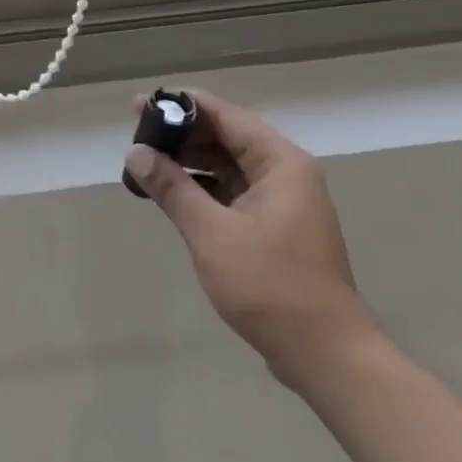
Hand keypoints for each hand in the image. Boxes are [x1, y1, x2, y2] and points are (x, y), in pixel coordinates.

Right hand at [125, 91, 377, 387]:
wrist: (325, 355)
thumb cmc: (270, 286)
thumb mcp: (211, 233)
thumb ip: (172, 187)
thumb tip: (135, 153)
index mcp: (280, 163)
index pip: (225, 115)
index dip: (181, 106)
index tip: (140, 105)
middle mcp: (285, 173)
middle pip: (227, 137)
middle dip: (181, 135)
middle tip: (136, 136)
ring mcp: (283, 202)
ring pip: (228, 166)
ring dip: (189, 162)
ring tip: (145, 163)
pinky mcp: (275, 228)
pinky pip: (232, 192)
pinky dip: (202, 188)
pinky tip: (171, 194)